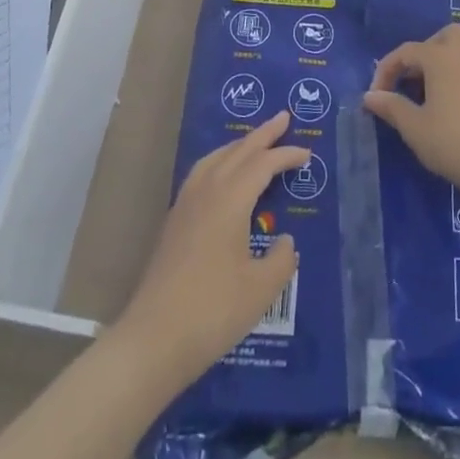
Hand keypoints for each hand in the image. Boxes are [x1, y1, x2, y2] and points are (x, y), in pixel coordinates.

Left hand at [115, 111, 306, 387]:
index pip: (263, 165)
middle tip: (282, 118)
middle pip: (237, 152)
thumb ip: (281, 259)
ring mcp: (185, 206)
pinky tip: (222, 177)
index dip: (286, 155)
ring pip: (215, 159)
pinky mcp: (173, 223)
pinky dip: (219, 163)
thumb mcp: (261, 289)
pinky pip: (201, 175)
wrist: (152, 340)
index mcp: (230, 200)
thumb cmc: (213, 311)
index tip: (306, 152)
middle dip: (262, 134)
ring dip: (237, 146)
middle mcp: (206, 192)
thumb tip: (285, 241)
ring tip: (254, 142)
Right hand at [363, 23, 459, 209]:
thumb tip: (370, 96)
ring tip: (438, 89)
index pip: (406, 51)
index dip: (386, 70)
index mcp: (441, 57)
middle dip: (426, 51)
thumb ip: (391, 107)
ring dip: (452, 62)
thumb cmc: (452, 141)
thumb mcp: (414, 127)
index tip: (376, 95)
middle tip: (413, 80)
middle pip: (446, 36)